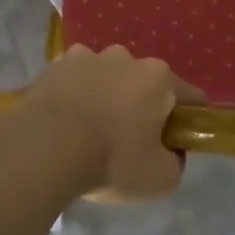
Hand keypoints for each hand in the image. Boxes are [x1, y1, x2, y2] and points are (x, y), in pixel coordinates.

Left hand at [13, 46, 204, 202]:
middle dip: (142, 106)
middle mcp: (126, 57)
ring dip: (106, 97)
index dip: (189, 121)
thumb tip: (170, 150)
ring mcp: (87, 56)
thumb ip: (176, 161)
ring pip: (107, 78)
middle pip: (145, 83)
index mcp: (159, 78)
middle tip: (129, 142)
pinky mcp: (54, 65)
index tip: (176, 143)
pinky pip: (75, 81)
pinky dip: (75, 95)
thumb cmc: (111, 161)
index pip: (190, 97)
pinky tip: (65, 122)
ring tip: (90, 131)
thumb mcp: (161, 178)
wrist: (43, 149)